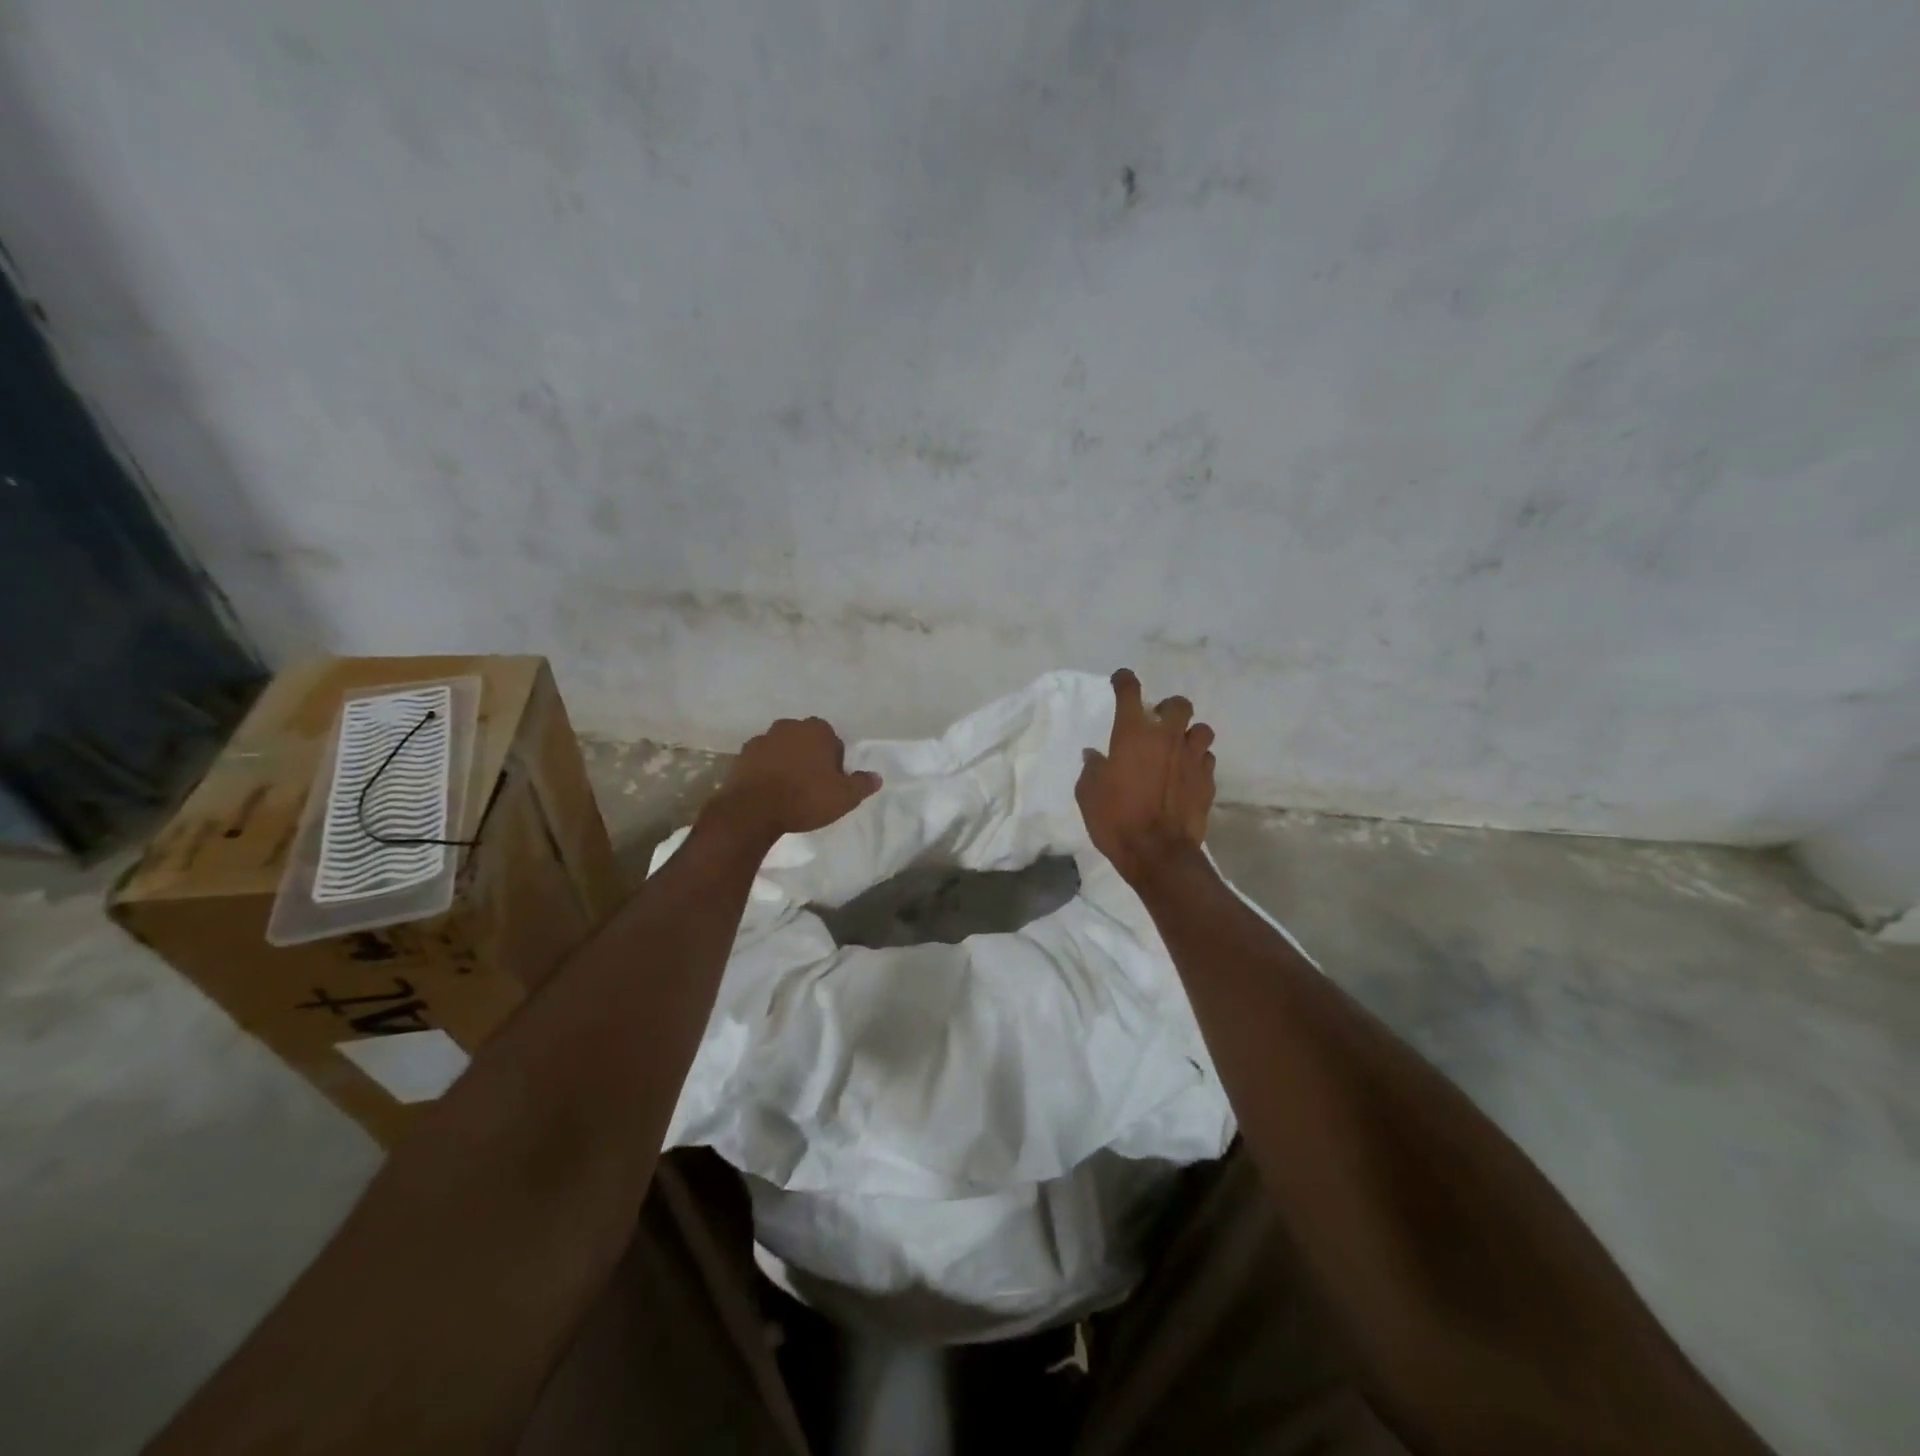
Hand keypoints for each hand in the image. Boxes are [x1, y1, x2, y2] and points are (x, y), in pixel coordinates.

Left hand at [702, 716, 880, 843]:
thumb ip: (862, 784)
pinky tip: (769, 791)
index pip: (832, 740)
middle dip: (809, 757)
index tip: (832, 781)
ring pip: (782, 748)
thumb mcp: (844, 797)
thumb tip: (877, 777)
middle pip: (806, 741)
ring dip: (786, 762)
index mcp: (816, 730)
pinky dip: (766, 770)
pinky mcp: (741, 755)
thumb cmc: (805, 798)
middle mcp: (789, 726)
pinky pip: (761, 760)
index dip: (834, 761)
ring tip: (789, 790)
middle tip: (812, 785)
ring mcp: (762, 739)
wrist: (753, 810)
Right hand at [1076, 669, 1216, 881]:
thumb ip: (1092, 768)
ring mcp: (1192, 758)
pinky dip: (1197, 761)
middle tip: (1157, 723)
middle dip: (1168, 708)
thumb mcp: (1088, 793)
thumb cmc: (1115, 820)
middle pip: (1178, 703)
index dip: (1124, 680)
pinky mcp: (1207, 780)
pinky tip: (1186, 774)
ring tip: (1177, 748)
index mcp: (1133, 734)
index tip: (1121, 681)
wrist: (1158, 853)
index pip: (1130, 691)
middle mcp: (1167, 738)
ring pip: (1201, 729)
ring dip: (1189, 734)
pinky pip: (1206, 758)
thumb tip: (1095, 755)